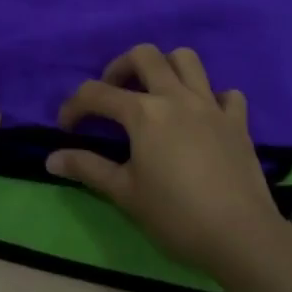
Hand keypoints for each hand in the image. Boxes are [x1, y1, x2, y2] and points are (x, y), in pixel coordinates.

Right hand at [45, 44, 291, 279]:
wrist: (240, 235)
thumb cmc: (175, 215)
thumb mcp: (124, 193)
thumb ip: (87, 169)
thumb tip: (51, 159)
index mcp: (144, 113)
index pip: (97, 93)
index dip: (74, 106)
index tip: (66, 127)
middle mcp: (177, 97)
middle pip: (145, 56)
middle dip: (120, 68)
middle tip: (112, 95)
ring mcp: (211, 105)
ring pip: (187, 60)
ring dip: (166, 68)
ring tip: (155, 94)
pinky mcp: (238, 122)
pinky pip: (226, 93)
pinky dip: (211, 98)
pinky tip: (202, 118)